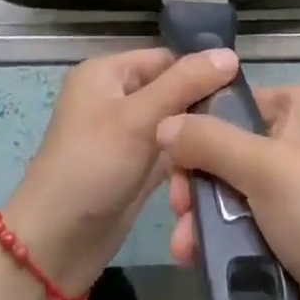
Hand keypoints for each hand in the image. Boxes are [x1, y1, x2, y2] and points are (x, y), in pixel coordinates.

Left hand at [3, 47, 240, 297]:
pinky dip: (189, 159)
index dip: (201, 70)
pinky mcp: (135, 167)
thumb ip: (185, 84)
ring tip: (235, 147)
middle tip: (244, 123)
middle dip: (203, 107)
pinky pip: (170, 152)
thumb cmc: (92, 167)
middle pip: (172, 90)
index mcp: (107, 72)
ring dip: (198, 137)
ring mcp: (125, 134)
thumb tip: (231, 54)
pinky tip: (220, 165)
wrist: (55, 245)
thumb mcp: (139, 118)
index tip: (242, 89)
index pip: (166, 58)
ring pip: (175, 124)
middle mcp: (116, 97)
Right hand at [157, 85, 299, 299]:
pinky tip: (200, 259)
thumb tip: (163, 123)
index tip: (170, 163)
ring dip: (206, 216)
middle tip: (178, 210)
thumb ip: (209, 143)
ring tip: (184, 248)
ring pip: (236, 188)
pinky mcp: (298, 226)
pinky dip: (226, 237)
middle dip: (199, 182)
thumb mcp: (265, 169)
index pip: (237, 102)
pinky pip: (250, 220)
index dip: (199, 128)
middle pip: (231, 147)